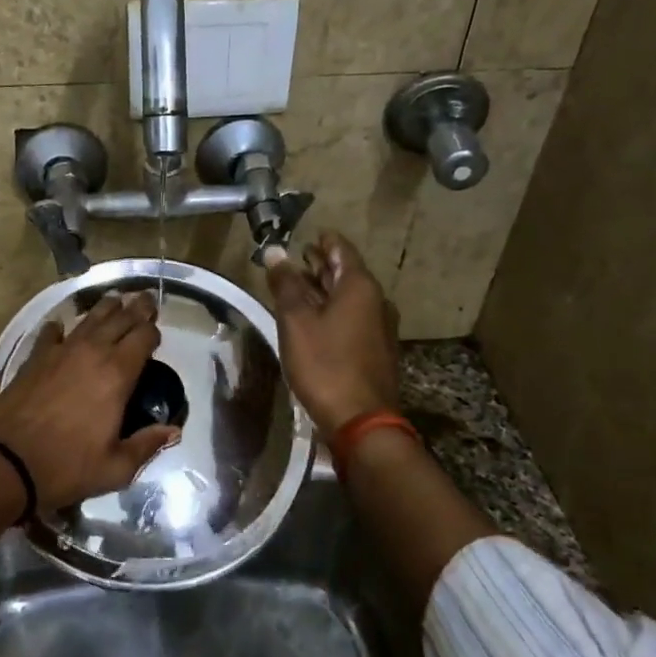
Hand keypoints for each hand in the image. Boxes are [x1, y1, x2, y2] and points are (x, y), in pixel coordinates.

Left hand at [0, 292, 179, 506]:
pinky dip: (60, 328)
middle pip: (119, 319)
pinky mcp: (34, 358)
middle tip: (145, 299)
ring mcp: (60, 352)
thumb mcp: (116, 468)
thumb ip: (147, 445)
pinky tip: (60, 325)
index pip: (143, 337)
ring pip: (88, 319)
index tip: (157, 332)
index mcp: (117, 374)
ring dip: (105, 308)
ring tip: (114, 300)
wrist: (5, 462)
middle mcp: (91, 352)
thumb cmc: (66, 467)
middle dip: (136, 308)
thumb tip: (173, 431)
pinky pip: (51, 334)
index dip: (153, 331)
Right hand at [267, 231, 401, 436]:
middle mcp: (376, 301)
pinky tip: (315, 320)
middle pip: (347, 272)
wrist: (361, 421)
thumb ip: (286, 284)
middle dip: (322, 264)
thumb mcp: (296, 321)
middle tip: (297, 259)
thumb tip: (276, 251)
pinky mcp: (376, 350)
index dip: (322, 240)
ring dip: (326, 289)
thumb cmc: (325, 365)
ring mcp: (380, 327)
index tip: (304, 235)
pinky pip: (353, 318)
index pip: (341, 249)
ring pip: (349, 297)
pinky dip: (333, 311)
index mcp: (360, 287)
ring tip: (299, 287)